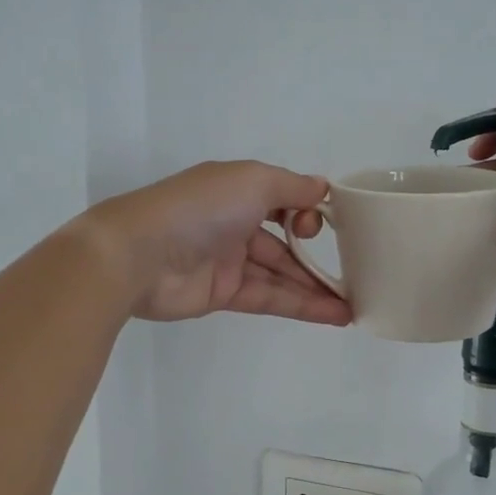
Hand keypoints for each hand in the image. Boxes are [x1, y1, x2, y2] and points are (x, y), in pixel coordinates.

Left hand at [79, 162, 352, 325]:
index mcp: (238, 189)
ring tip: (355, 302)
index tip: (326, 224)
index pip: (283, 199)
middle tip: (357, 272)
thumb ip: (292, 187)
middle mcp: (235, 221)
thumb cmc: (200, 208)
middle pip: (285, 240)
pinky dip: (301, 305)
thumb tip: (323, 189)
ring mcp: (228, 260)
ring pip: (281, 273)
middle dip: (318, 255)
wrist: (138, 255)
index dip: (309, 210)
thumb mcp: (253, 181)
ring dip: (316, 287)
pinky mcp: (223, 294)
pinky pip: (270, 297)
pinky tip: (335, 314)